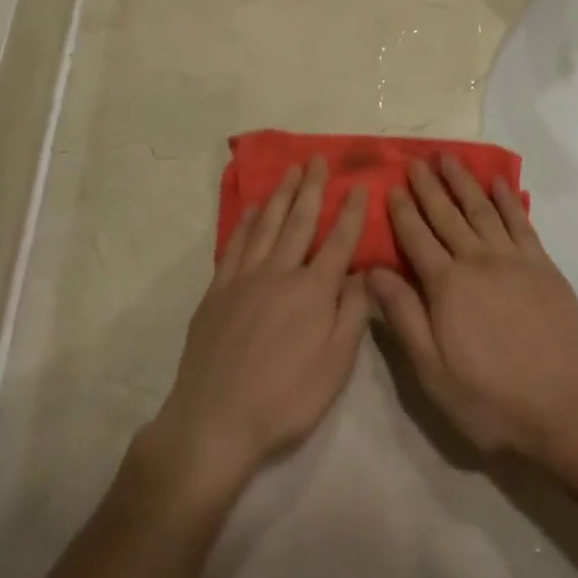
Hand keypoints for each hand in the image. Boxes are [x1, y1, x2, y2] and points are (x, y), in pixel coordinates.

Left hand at [144, 161, 369, 496]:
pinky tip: (254, 208)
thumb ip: (352, 315)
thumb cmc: (285, 399)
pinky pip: (236, 244)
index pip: (339, 242)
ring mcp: (245, 278)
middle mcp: (280, 273)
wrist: (216, 418)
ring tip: (290, 170)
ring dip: (281, 195)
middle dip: (312, 188)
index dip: (351, 213)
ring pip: (267, 225)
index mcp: (313, 292)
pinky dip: (247, 222)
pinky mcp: (219, 290)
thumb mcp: (335, 366)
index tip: (359, 186)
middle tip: (318, 159)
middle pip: (300, 221)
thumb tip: (362, 273)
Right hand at [368, 155, 577, 462]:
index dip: (402, 212)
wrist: (565, 408)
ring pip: (482, 210)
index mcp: (446, 285)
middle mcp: (478, 260)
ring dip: (464, 182)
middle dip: (429, 187)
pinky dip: (508, 200)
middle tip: (416, 161)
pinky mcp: (543, 266)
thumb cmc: (490, 398)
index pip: (416, 238)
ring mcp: (514, 260)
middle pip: (447, 215)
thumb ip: (403, 315)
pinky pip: (521, 222)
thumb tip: (372, 271)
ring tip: (449, 158)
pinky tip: (499, 183)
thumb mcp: (432, 370)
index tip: (391, 187)